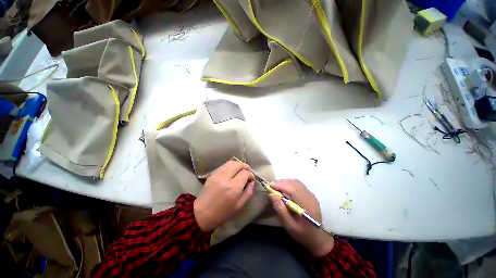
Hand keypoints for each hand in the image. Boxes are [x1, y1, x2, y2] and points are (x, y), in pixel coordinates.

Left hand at [194, 160, 254, 231]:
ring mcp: (218, 174)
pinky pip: (224, 165)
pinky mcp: (212, 174)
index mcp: (233, 187)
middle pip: (239, 164)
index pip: (245, 173)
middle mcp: (226, 178)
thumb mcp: (239, 205)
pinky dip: (230, 166)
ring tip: (240, 170)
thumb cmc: (223, 213)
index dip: (251, 174)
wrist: (202, 214)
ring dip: (238, 165)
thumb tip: (252, 182)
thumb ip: (248, 192)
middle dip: (245, 166)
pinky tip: (232, 171)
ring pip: (231, 162)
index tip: (251, 179)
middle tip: (247, 172)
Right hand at [269, 179, 333, 256]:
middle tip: (271, 186)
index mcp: (307, 206)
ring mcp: (311, 195)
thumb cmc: (302, 234)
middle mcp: (310, 197)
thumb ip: (281, 210)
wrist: (317, 238)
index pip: (293, 190)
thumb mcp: (289, 226)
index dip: (281, 185)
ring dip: (285, 182)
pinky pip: (298, 184)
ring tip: (276, 187)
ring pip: (296, 182)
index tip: (270, 185)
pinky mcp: (310, 194)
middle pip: (295, 184)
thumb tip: (271, 195)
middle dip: (281, 183)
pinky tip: (284, 188)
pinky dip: (289, 184)